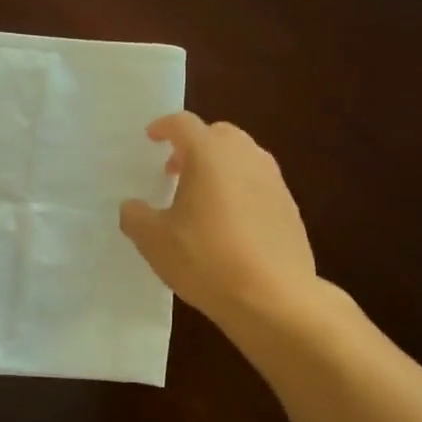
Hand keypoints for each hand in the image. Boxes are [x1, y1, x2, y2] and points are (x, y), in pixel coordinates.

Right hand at [119, 113, 316, 327]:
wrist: (274, 297)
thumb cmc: (206, 260)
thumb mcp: (154, 242)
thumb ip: (135, 217)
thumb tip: (132, 207)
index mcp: (209, 154)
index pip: (183, 124)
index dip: (163, 127)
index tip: (151, 138)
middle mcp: (245, 156)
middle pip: (217, 134)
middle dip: (194, 146)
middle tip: (175, 171)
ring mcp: (273, 180)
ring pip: (242, 157)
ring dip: (219, 167)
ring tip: (201, 199)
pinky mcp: (290, 207)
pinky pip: (258, 184)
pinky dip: (240, 190)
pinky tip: (229, 224)